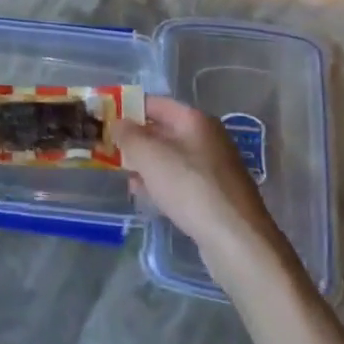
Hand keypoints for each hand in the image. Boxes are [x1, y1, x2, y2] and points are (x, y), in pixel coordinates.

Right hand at [118, 97, 287, 275]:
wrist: (237, 240)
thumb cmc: (190, 187)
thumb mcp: (150, 156)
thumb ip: (129, 136)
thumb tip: (118, 123)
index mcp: (194, 120)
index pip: (155, 103)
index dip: (129, 108)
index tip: (106, 119)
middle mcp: (207, 137)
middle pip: (163, 130)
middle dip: (136, 140)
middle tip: (110, 150)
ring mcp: (214, 167)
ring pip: (171, 158)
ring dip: (147, 165)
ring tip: (124, 177)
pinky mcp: (216, 195)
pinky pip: (181, 181)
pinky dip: (162, 184)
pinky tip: (147, 198)